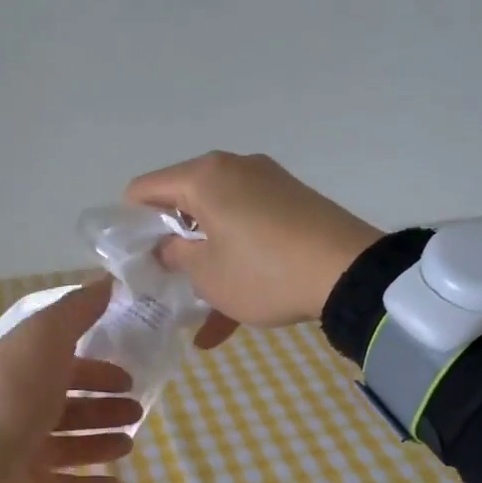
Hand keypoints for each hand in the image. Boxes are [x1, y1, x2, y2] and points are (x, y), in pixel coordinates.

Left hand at [0, 280, 140, 482]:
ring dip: (101, 443)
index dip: (97, 368)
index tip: (129, 374)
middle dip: (104, 406)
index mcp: (24, 370)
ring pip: (71, 445)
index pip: (66, 364)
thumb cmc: (9, 396)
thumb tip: (107, 279)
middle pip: (70, 405)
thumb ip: (77, 311)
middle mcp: (23, 408)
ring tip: (129, 444)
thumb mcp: (44, 338)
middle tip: (136, 409)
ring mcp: (24, 452)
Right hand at [124, 152, 381, 348]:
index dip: (130, 223)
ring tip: (200, 312)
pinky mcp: (292, 203)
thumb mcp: (206, 274)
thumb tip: (168, 245)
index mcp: (203, 176)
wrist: (350, 272)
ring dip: (207, 261)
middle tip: (164, 278)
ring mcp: (267, 183)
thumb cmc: (263, 272)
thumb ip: (175, 255)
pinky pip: (250, 229)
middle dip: (171, 242)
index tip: (132, 257)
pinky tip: (232, 314)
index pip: (144, 189)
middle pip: (184, 202)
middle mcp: (233, 168)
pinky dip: (237, 260)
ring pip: (219, 221)